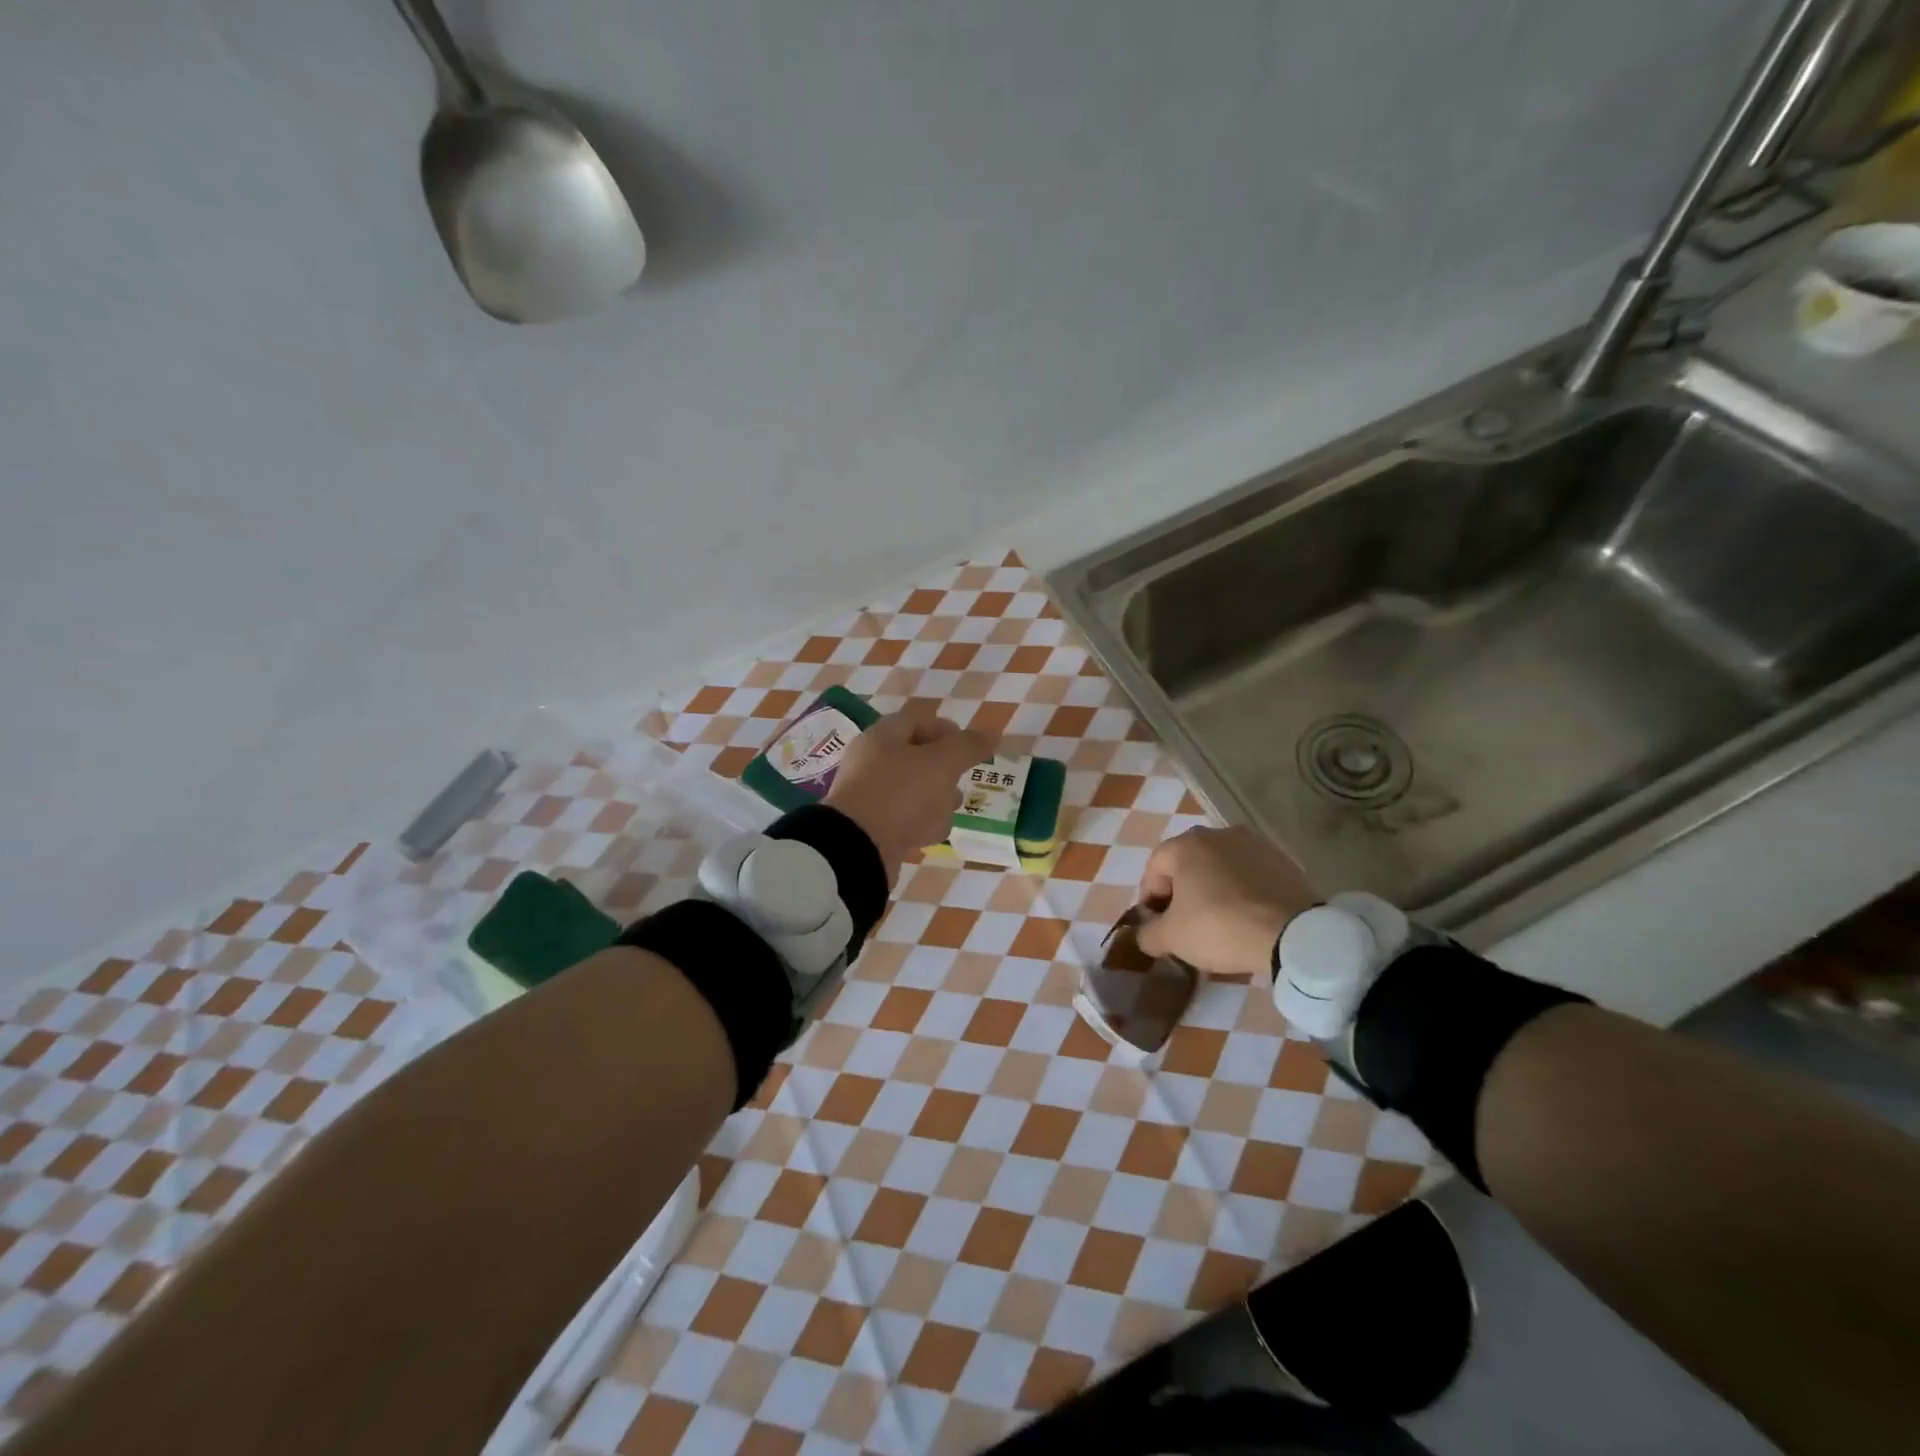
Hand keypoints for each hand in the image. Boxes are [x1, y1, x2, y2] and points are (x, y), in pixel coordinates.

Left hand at [825, 706, 992, 881]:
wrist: (857, 848)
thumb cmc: (900, 793)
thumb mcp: (941, 763)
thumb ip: (968, 746)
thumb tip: (993, 733)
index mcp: (883, 736)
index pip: (918, 719)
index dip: (948, 729)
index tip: (970, 749)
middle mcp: (871, 761)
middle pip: (915, 756)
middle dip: (944, 768)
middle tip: (961, 780)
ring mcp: (868, 795)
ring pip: (911, 789)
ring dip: (935, 798)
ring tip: (950, 809)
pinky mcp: (870, 826)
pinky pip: (902, 817)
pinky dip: (920, 822)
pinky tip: (932, 833)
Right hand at [1135, 825, 1317, 978]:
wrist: (1293, 934)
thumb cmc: (1220, 927)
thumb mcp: (1172, 938)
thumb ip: (1149, 933)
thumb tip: (1145, 934)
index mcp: (1186, 844)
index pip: (1154, 868)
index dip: (1149, 899)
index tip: (1156, 926)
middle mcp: (1218, 834)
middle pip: (1188, 864)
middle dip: (1182, 892)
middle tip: (1185, 924)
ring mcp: (1254, 844)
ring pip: (1220, 868)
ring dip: (1213, 890)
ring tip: (1219, 923)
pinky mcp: (1283, 860)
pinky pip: (1250, 876)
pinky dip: (1242, 892)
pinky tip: (1247, 918)